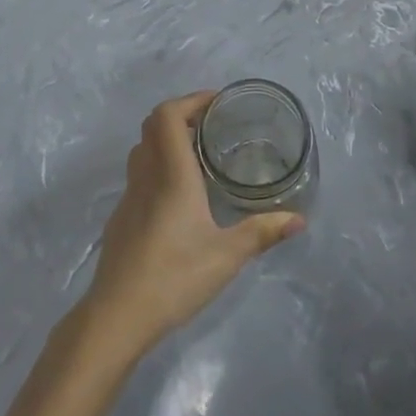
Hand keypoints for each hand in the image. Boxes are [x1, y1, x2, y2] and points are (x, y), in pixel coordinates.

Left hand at [79, 92, 303, 360]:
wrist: (116, 316)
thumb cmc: (173, 277)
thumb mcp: (226, 256)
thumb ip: (262, 233)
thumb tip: (299, 219)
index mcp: (171, 174)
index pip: (168, 115)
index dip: (190, 100)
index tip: (217, 103)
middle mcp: (146, 175)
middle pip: (153, 125)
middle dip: (181, 114)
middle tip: (212, 124)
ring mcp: (129, 196)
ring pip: (143, 149)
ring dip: (167, 139)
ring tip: (198, 153)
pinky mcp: (121, 217)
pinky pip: (138, 174)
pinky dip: (157, 164)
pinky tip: (179, 194)